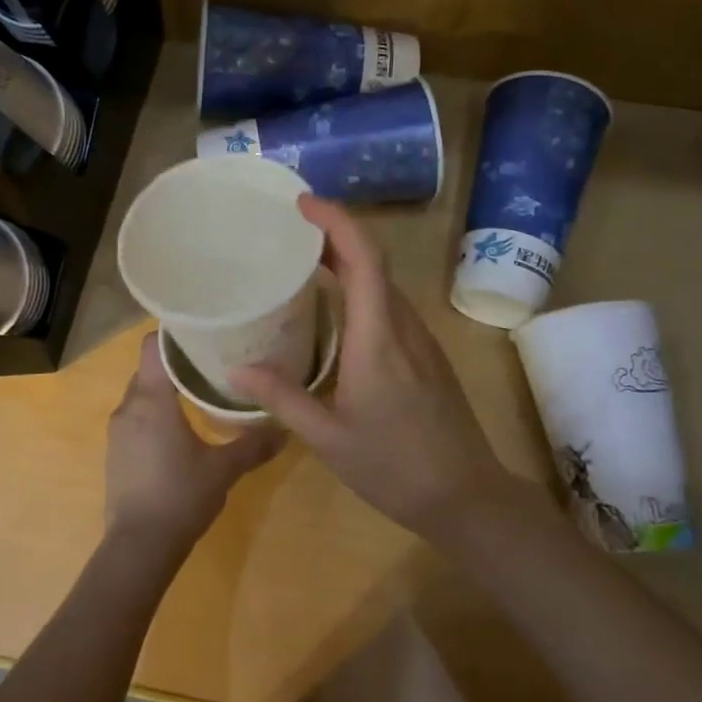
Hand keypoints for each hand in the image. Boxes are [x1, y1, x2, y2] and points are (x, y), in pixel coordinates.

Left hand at [104, 334, 282, 556]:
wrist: (138, 547)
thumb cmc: (181, 496)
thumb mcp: (224, 469)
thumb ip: (254, 444)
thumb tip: (285, 427)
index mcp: (152, 399)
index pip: (154, 346)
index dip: (175, 335)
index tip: (203, 334)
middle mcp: (128, 407)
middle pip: (150, 368)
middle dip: (177, 363)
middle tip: (212, 364)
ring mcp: (118, 431)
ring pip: (142, 394)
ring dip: (166, 390)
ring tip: (199, 393)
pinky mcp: (116, 452)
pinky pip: (136, 417)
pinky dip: (155, 414)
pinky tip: (179, 430)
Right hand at [230, 195, 526, 540]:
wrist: (466, 497)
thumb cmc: (395, 467)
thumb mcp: (328, 438)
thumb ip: (282, 398)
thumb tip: (235, 370)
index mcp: (378, 337)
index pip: (364, 258)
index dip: (336, 221)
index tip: (302, 204)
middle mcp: (403, 326)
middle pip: (374, 261)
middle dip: (334, 234)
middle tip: (288, 230)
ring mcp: (420, 339)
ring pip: (383, 283)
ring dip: (348, 261)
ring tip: (303, 263)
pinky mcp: (426, 354)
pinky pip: (389, 305)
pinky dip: (360, 289)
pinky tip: (334, 311)